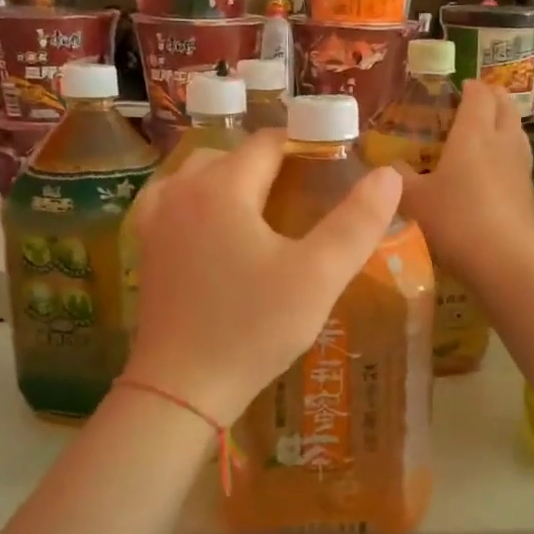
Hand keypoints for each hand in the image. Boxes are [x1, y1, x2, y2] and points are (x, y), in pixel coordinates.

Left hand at [123, 128, 401, 423]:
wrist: (181, 390)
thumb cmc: (253, 328)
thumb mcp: (318, 276)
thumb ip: (357, 222)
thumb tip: (388, 174)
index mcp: (222, 187)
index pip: (270, 143)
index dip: (306, 146)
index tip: (335, 166)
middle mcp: (181, 190)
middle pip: (234, 155)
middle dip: (272, 163)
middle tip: (308, 193)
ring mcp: (156, 219)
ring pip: (201, 175)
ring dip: (234, 179)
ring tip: (268, 207)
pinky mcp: (145, 248)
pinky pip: (175, 201)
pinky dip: (201, 200)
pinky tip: (218, 226)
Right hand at [395, 80, 533, 291]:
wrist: (506, 260)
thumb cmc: (456, 220)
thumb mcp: (414, 200)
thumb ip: (397, 179)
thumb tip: (385, 165)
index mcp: (474, 133)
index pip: (479, 94)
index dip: (470, 86)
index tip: (458, 87)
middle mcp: (502, 141)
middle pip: (505, 106)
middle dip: (492, 98)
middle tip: (474, 102)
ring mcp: (520, 166)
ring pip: (516, 131)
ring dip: (504, 123)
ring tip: (485, 131)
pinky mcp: (529, 191)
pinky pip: (519, 158)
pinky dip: (507, 153)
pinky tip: (494, 170)